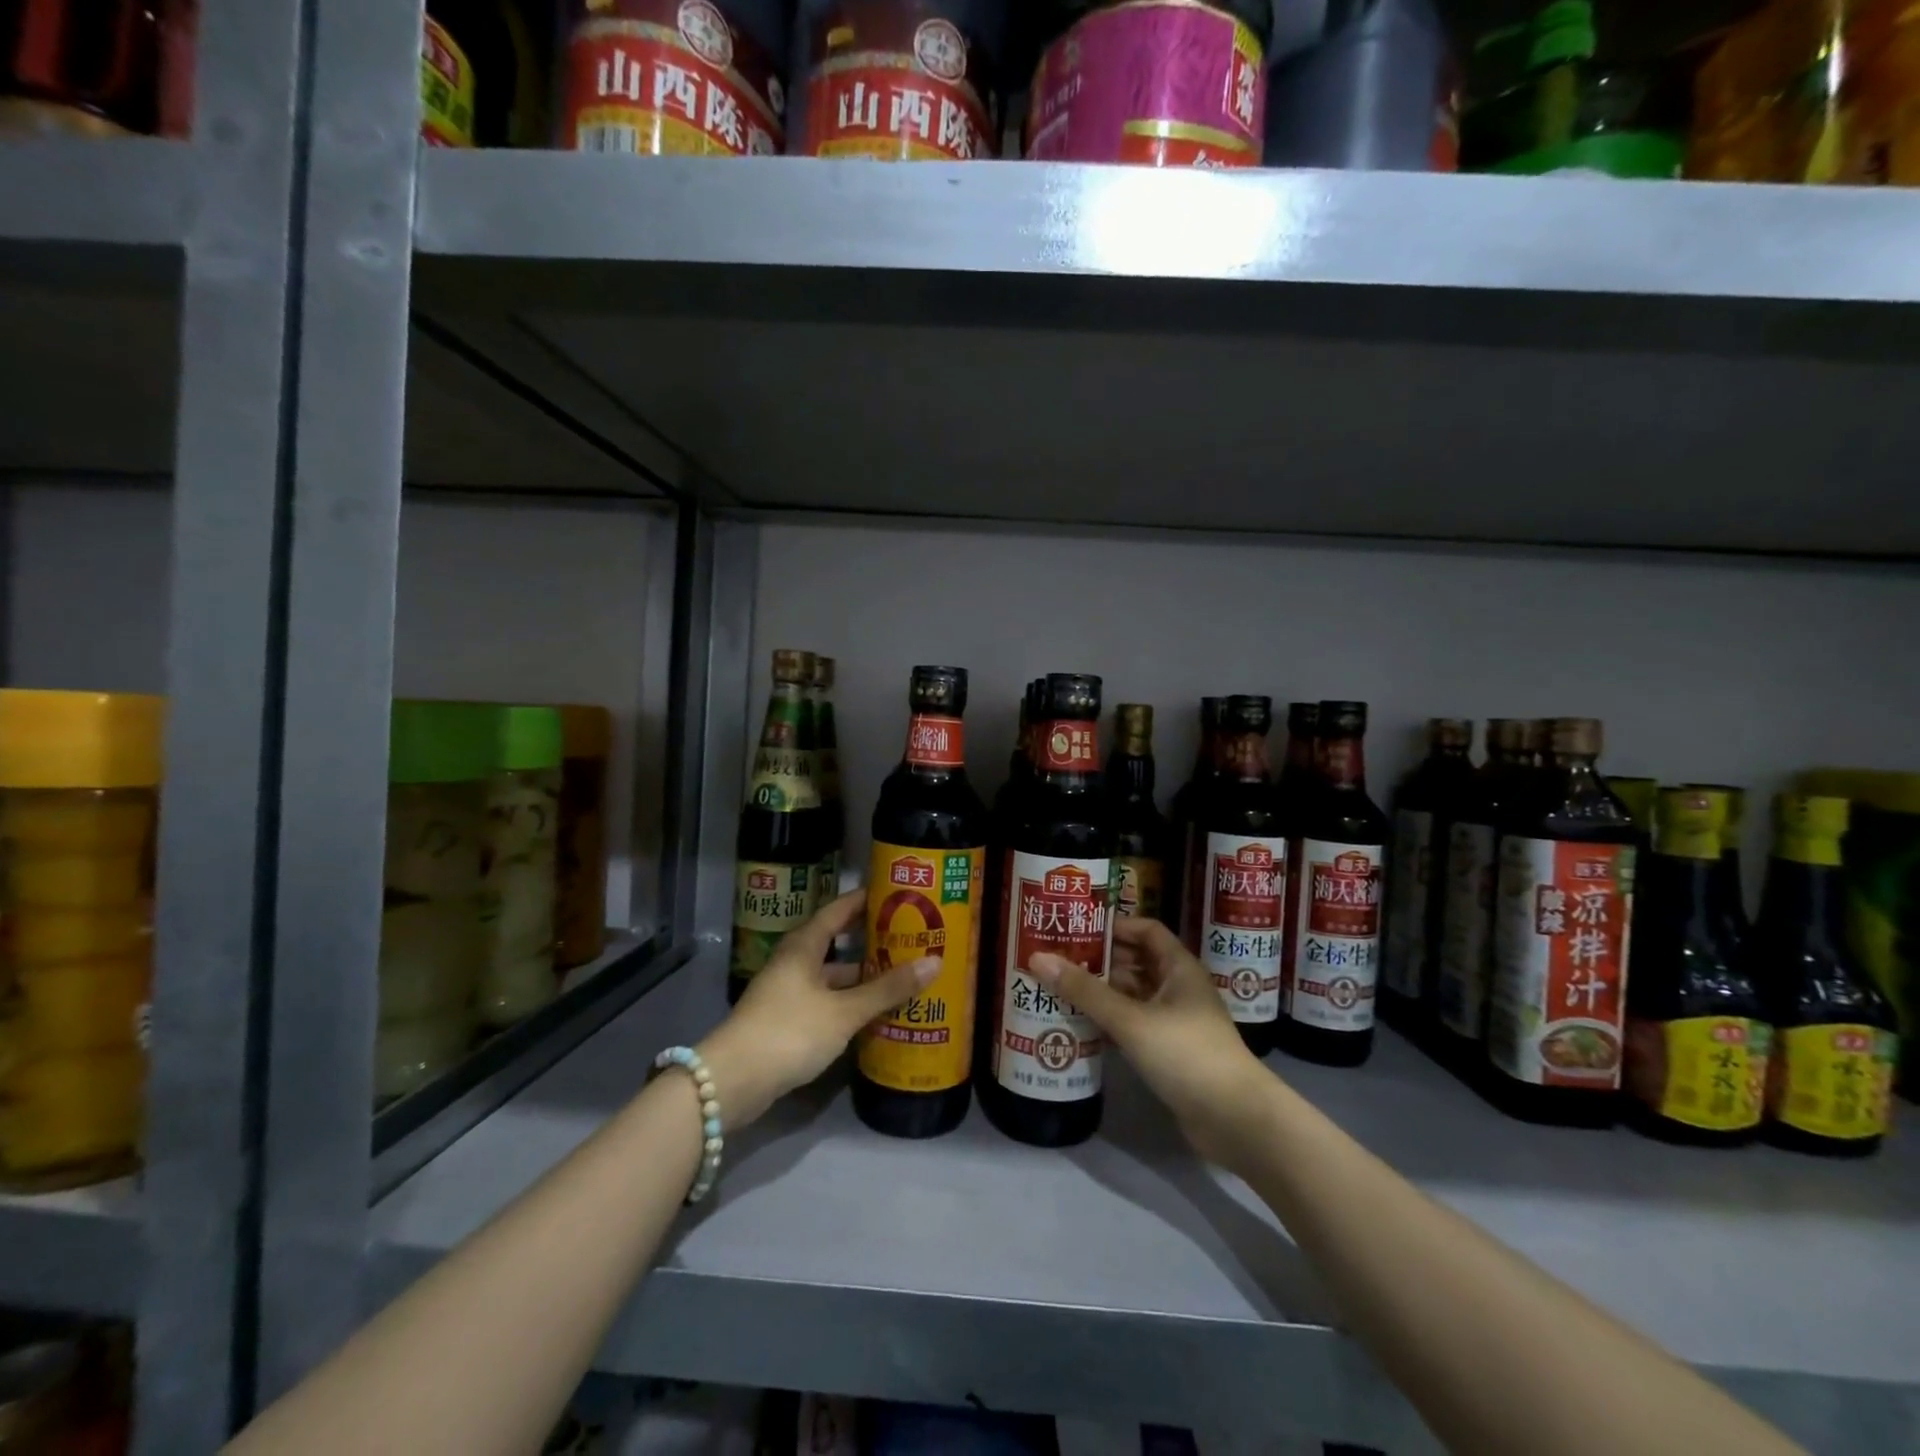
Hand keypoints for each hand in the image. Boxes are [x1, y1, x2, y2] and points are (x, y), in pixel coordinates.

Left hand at [698, 889, 936, 1130]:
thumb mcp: (844, 1011)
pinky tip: (875, 1014)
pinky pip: (826, 1002)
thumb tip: (934, 962)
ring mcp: (788, 993)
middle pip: (838, 944)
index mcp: (804, 946)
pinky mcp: (786, 1021)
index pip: (839, 910)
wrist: (733, 1081)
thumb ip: (887, 989)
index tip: (896, 894)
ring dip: (862, 978)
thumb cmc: (790, 1031)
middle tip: (910, 939)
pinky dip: (850, 1003)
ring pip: (833, 977)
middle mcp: (795, 963)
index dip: (866, 900)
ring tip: (902, 978)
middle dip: (871, 942)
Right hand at [1030, 916, 1274, 1168]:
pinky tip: (1080, 1025)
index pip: (1146, 930)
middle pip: (1136, 962)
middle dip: (1100, 959)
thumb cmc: (1186, 1053)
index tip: (1077, 928)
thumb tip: (1037, 958)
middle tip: (1057, 959)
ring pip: (1133, 995)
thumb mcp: (1130, 1019)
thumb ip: (1084, 990)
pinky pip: (1134, 1025)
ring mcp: (1176, 1022)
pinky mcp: (1171, 1052)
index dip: (1114, 926)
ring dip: (1102, 992)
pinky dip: (1110, 1022)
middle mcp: (1179, 988)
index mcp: (1179, 968)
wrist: (1235, 1120)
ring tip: (1059, 989)